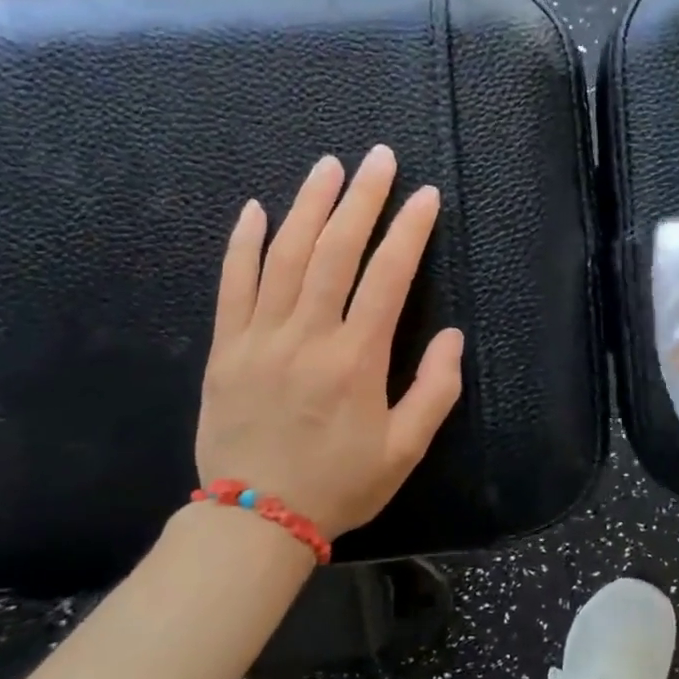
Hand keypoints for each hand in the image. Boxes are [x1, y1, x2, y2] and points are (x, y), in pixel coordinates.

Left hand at [195, 144, 463, 541]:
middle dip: (361, 199)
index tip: (425, 196)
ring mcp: (259, 339)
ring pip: (284, 257)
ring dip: (308, 205)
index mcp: (356, 360)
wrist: (254, 521)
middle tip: (379, 158)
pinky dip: (243, 244)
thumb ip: (435, 390)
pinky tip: (256, 209)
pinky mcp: (226, 349)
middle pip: (334, 251)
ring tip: (329, 166)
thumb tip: (452, 337)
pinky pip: (232, 285)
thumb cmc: (340, 484)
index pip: (388, 278)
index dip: (409, 231)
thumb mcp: (406, 449)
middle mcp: (307, 337)